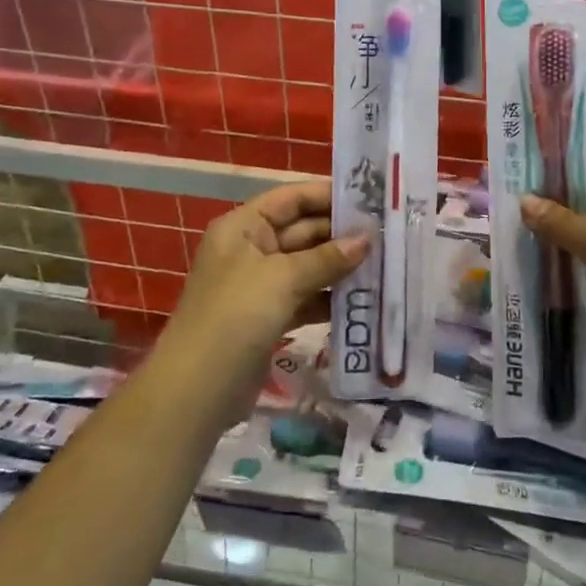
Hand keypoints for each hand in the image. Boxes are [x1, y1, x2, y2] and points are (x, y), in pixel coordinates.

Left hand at [165, 179, 367, 372]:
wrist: (197, 389)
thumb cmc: (236, 316)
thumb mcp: (283, 279)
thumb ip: (327, 257)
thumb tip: (367, 238)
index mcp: (243, 227)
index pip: (291, 198)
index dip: (328, 195)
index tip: (371, 198)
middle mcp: (251, 249)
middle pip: (303, 231)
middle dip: (342, 234)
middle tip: (388, 235)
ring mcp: (260, 285)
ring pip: (309, 266)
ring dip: (341, 267)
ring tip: (385, 265)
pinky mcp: (270, 317)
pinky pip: (307, 297)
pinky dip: (331, 298)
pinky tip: (364, 300)